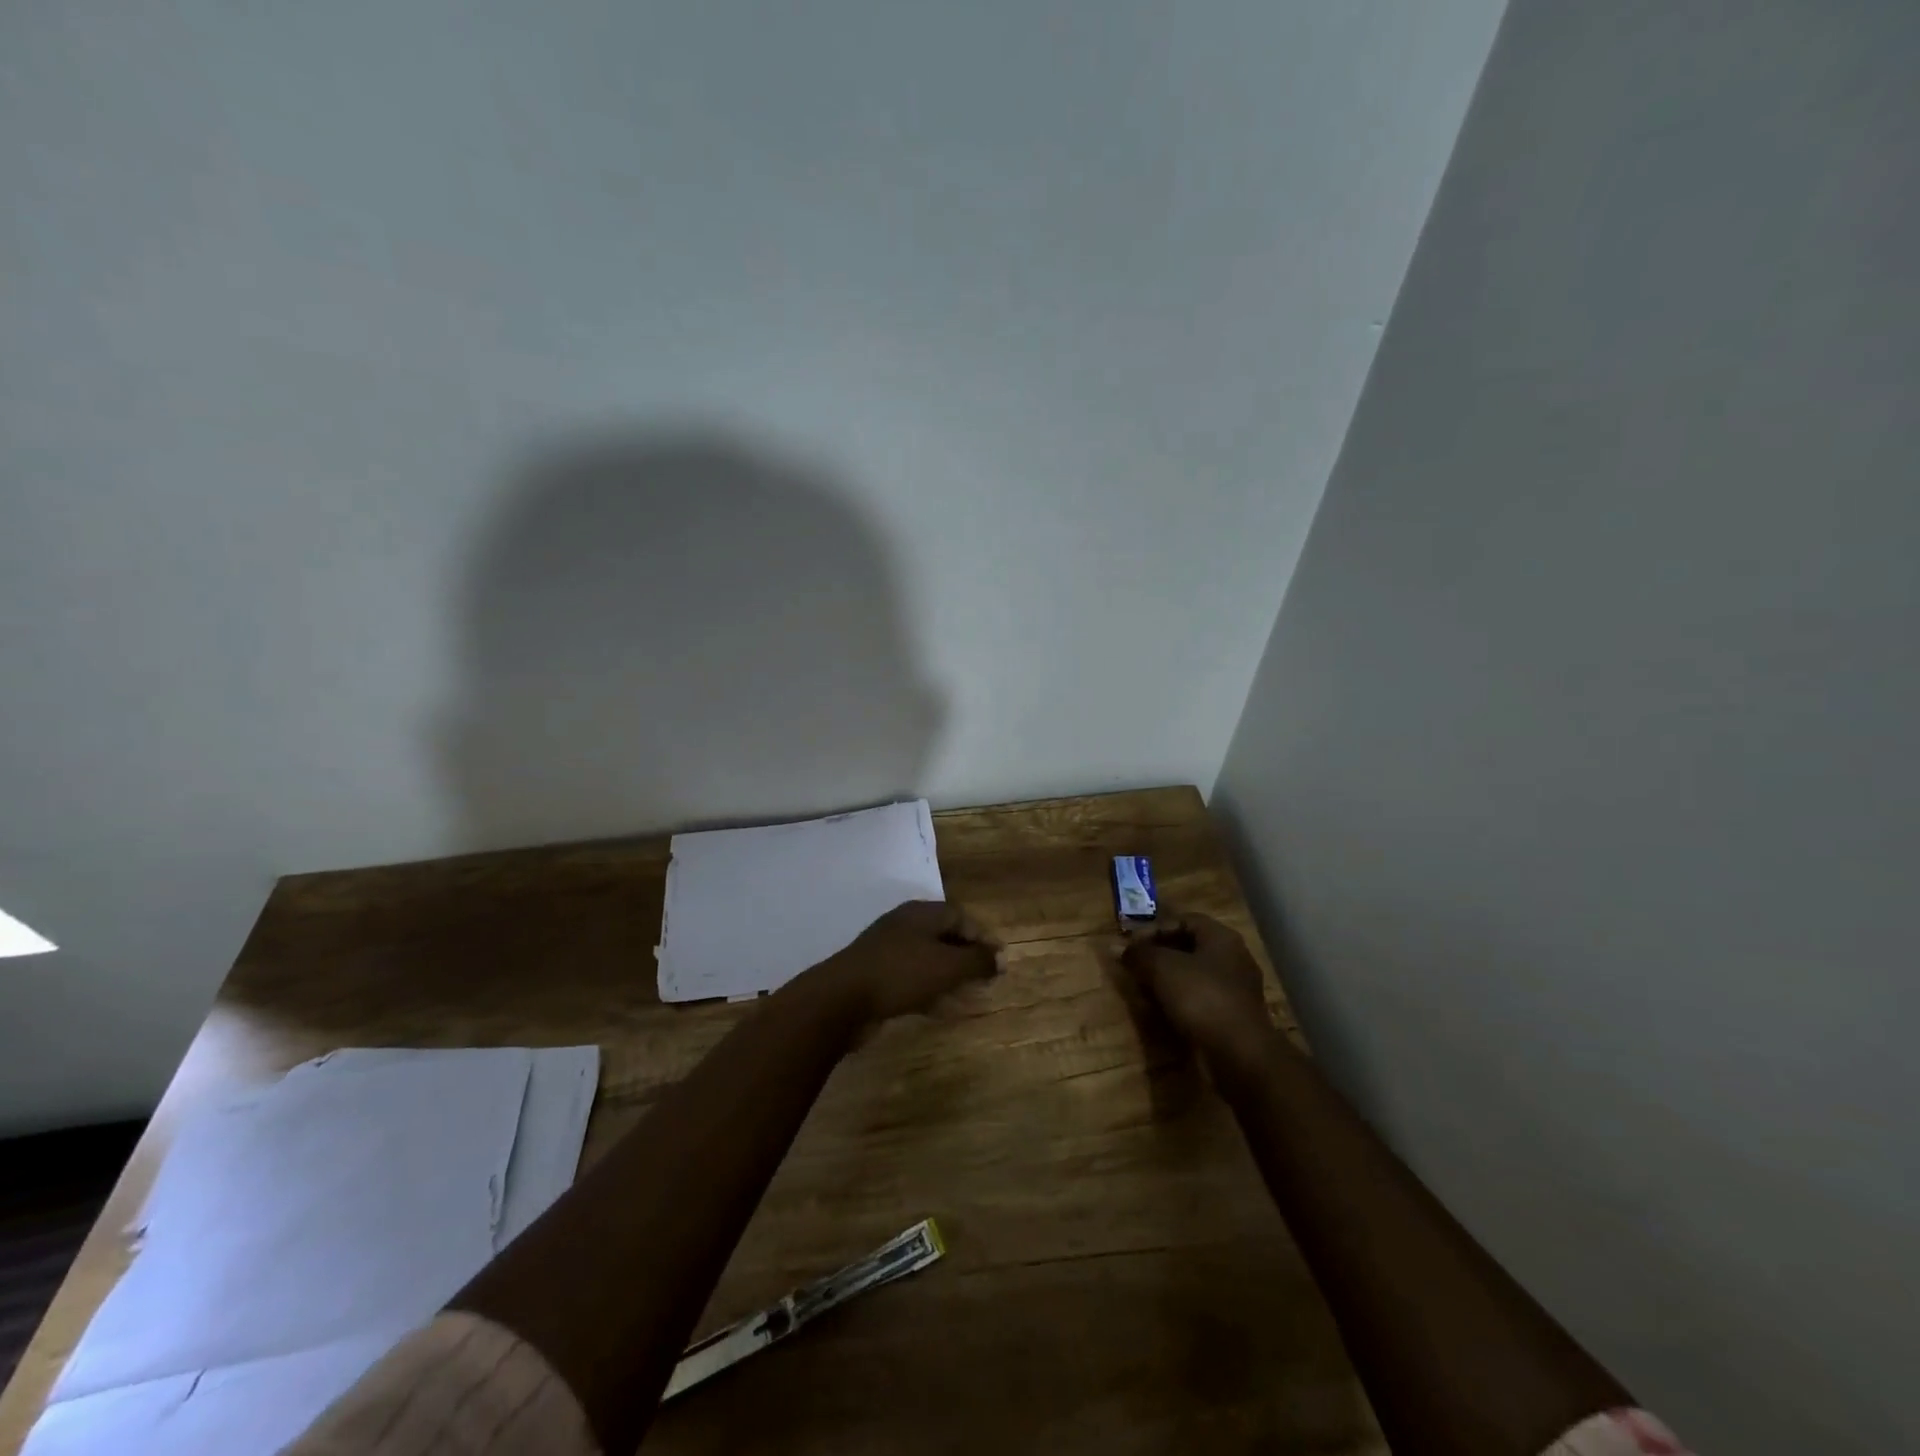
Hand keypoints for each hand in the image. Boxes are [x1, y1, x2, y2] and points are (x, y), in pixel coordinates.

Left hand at [817, 900, 1001, 1022]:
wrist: (840, 999)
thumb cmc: (900, 974)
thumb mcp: (947, 966)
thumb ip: (977, 961)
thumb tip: (1002, 957)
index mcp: (921, 914)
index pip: (961, 917)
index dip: (983, 937)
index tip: (1000, 961)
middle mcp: (905, 926)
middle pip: (944, 937)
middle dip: (967, 958)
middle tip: (987, 979)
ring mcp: (888, 951)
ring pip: (928, 960)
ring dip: (950, 976)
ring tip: (969, 996)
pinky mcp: (877, 976)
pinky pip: (912, 979)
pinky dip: (930, 990)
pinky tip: (940, 1009)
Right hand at [1120, 913, 1271, 1065]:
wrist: (1240, 1054)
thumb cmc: (1202, 998)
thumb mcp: (1162, 968)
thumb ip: (1138, 954)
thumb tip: (1114, 947)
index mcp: (1221, 938)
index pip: (1184, 920)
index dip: (1154, 929)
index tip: (1131, 945)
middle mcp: (1232, 959)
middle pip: (1188, 948)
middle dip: (1158, 956)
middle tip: (1134, 966)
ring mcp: (1235, 990)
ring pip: (1192, 976)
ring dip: (1166, 981)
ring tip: (1142, 990)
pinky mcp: (1232, 1017)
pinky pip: (1200, 1000)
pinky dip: (1178, 1003)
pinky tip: (1160, 1012)